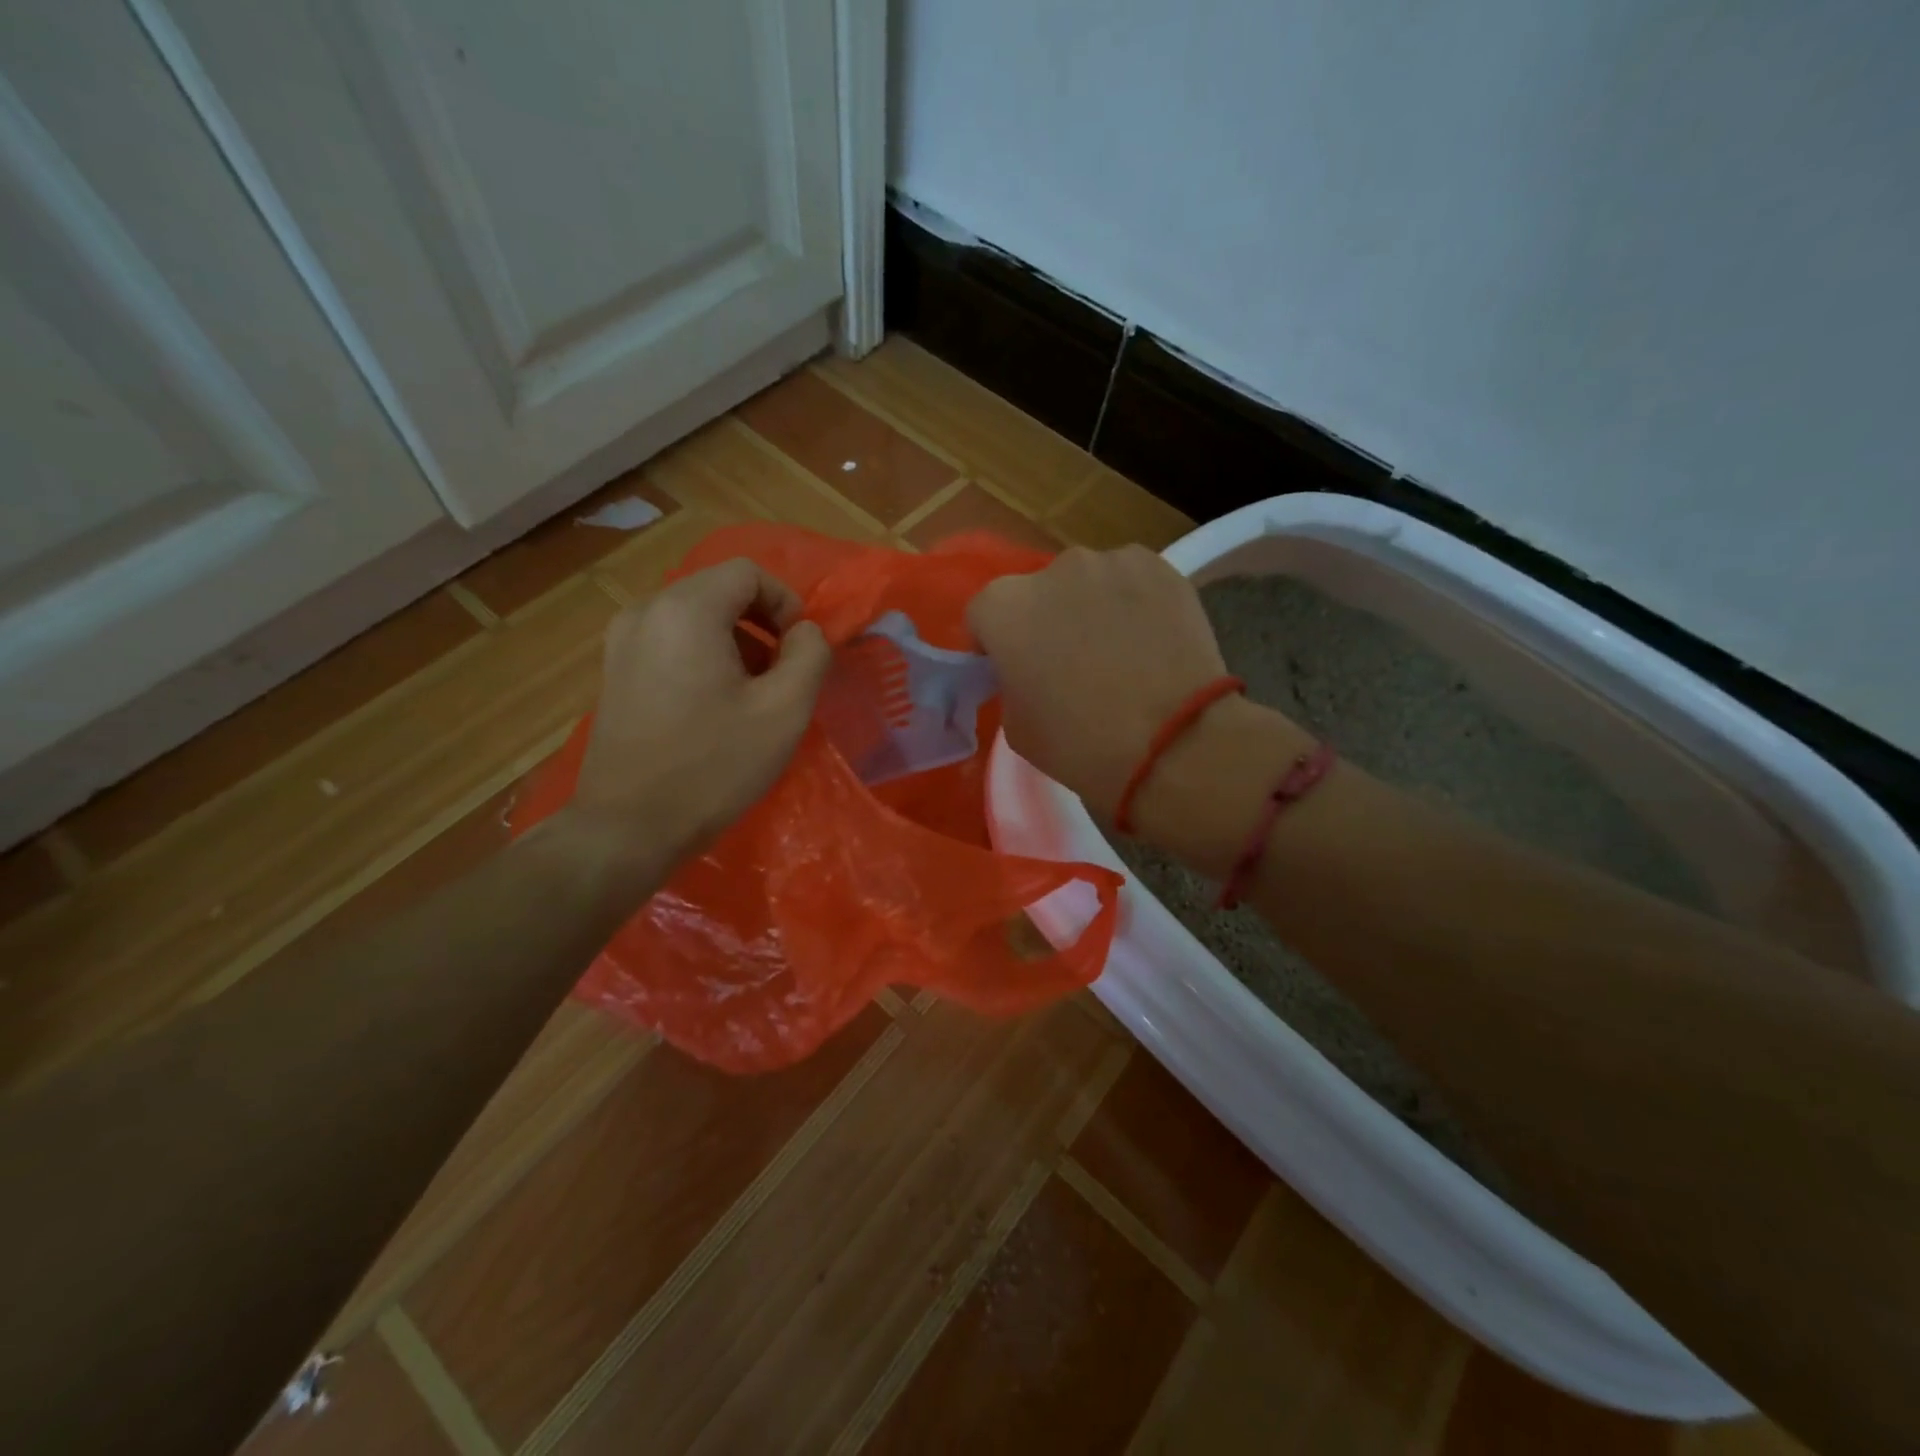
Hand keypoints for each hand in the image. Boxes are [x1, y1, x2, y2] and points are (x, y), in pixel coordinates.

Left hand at [563, 558, 829, 878]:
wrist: (628, 827)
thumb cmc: (714, 766)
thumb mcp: (784, 711)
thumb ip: (810, 655)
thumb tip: (805, 633)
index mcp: (686, 610)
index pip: (748, 573)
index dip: (786, 602)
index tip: (800, 649)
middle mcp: (646, 611)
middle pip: (719, 590)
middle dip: (761, 623)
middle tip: (782, 673)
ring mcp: (621, 641)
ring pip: (694, 615)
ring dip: (734, 641)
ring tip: (751, 693)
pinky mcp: (614, 670)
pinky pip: (670, 639)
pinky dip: (703, 655)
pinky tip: (713, 705)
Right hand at [967, 545, 1231, 817]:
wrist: (1175, 744)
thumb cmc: (1082, 745)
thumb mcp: (1017, 727)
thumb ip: (1012, 682)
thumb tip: (1029, 670)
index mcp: (1005, 608)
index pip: (985, 616)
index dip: (997, 644)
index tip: (1016, 671)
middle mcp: (1052, 571)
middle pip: (1038, 593)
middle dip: (1047, 621)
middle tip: (1071, 664)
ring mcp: (1109, 563)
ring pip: (1088, 584)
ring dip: (1092, 608)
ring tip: (1120, 653)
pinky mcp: (1158, 566)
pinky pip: (1132, 582)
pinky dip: (1135, 603)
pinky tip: (1152, 641)